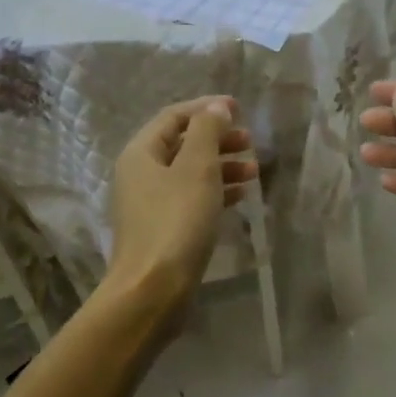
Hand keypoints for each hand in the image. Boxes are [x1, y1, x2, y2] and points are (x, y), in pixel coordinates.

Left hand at [106, 96, 257, 309]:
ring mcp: (150, 204)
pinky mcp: (163, 229)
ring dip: (222, 167)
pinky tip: (241, 196)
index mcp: (141, 153)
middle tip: (250, 142)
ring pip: (190, 173)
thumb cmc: (176, 221)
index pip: (174, 117)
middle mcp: (140, 174)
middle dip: (218, 139)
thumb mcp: (197, 168)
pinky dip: (216, 192)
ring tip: (254, 172)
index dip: (207, 108)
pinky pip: (191, 198)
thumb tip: (216, 107)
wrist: (153, 289)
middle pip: (183, 144)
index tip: (240, 109)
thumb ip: (208, 131)